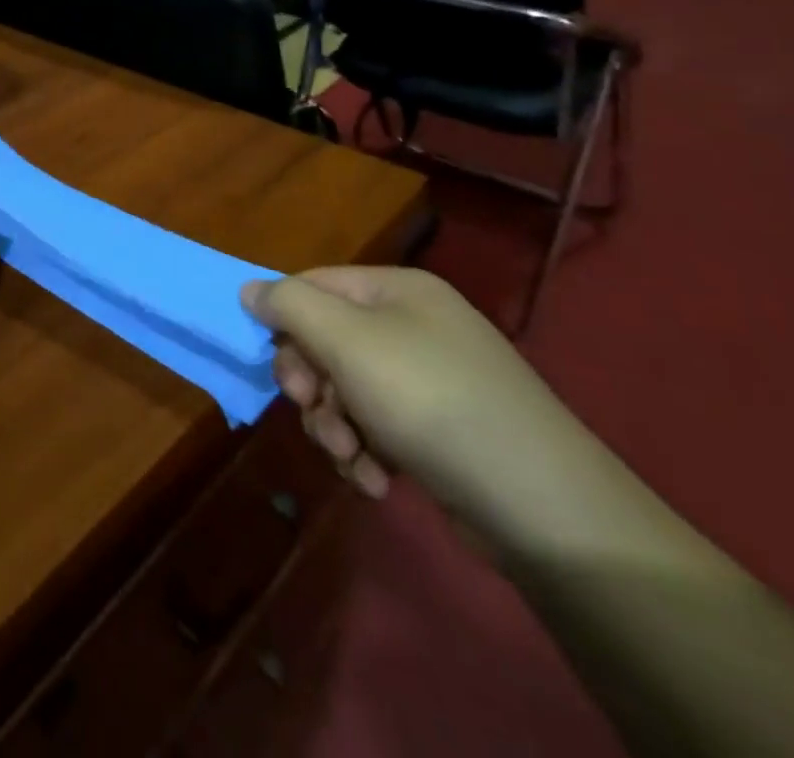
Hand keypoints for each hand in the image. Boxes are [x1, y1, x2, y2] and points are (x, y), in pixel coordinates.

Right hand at [240, 267, 587, 523]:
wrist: (544, 507)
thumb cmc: (430, 401)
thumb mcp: (346, 341)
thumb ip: (289, 305)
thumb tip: (249, 290)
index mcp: (396, 289)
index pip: (313, 286)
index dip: (284, 322)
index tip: (276, 366)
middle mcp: (413, 325)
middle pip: (326, 340)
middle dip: (311, 384)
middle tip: (312, 410)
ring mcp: (431, 379)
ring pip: (346, 389)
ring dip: (334, 425)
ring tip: (351, 457)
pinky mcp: (442, 431)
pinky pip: (379, 426)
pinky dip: (367, 452)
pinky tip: (376, 480)